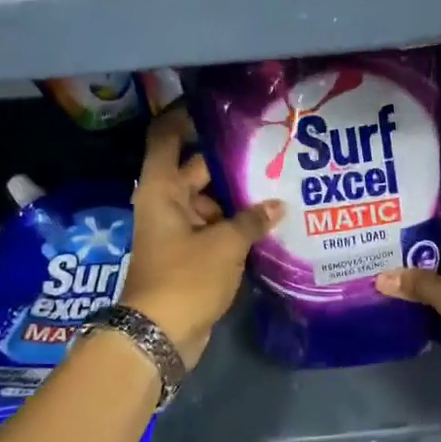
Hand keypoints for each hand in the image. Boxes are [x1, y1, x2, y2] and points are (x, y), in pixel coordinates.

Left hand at [120, 108, 281, 367]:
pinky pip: (215, 228)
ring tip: (280, 182)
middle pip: (197, 169)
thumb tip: (277, 205)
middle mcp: (167, 203)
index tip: (219, 106)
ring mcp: (179, 229)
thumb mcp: (224, 245)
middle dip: (230, 162)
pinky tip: (270, 220)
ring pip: (211, 201)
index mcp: (162, 189)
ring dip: (239, 197)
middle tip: (271, 148)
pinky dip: (237, 224)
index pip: (167, 137)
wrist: (160, 335)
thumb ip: (251, 220)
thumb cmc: (185, 278)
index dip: (186, 116)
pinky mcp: (191, 254)